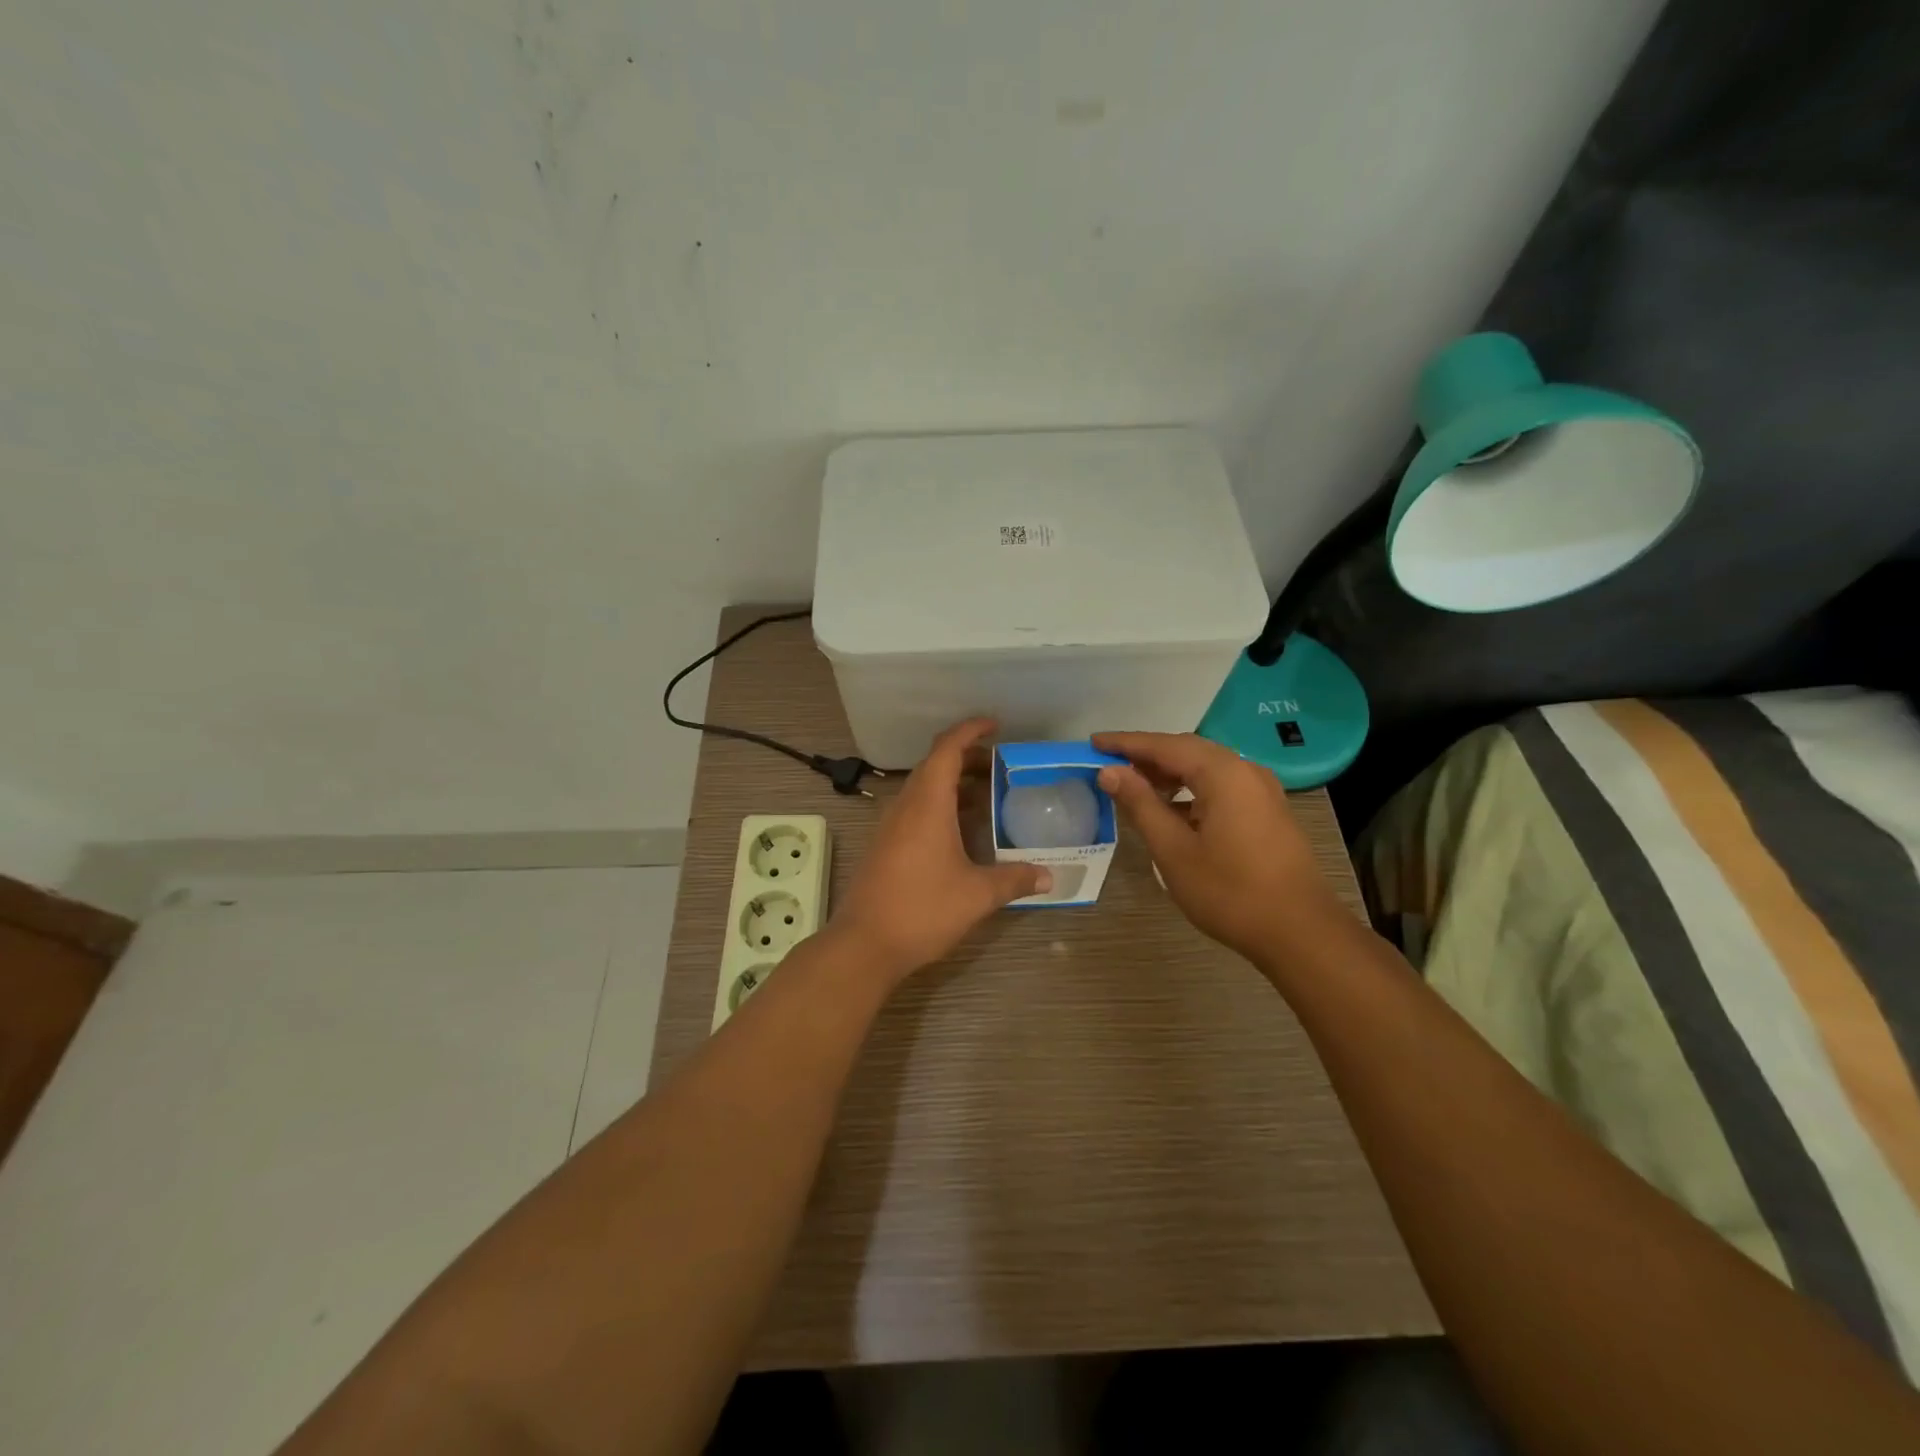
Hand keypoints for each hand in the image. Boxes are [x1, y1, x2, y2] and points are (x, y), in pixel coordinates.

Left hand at [835, 718, 1051, 979]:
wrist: (863, 944)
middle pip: (935, 765)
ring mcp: (891, 826)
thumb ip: (1014, 879)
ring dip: (954, 784)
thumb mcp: (977, 895)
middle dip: (968, 758)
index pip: (947, 749)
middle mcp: (906, 806)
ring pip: (924, 789)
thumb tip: (1049, 876)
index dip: (970, 730)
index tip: (995, 725)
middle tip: (1002, 767)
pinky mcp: (885, 846)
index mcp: (927, 804)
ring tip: (988, 796)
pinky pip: (916, 810)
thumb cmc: (922, 909)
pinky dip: (941, 806)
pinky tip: (962, 832)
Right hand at [1093, 731, 1343, 965]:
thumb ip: (1140, 804)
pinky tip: (1172, 810)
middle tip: (1109, 764)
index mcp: (1223, 773)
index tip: (1094, 741)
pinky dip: (1191, 789)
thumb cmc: (1230, 892)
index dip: (1126, 743)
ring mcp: (1262, 790)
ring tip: (1134, 787)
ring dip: (1169, 773)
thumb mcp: (1173, 850)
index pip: (1164, 745)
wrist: (1300, 932)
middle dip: (1147, 755)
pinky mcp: (1268, 810)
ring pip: (1206, 768)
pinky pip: (1221, 785)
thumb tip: (1110, 772)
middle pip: (1187, 750)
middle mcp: (1245, 770)